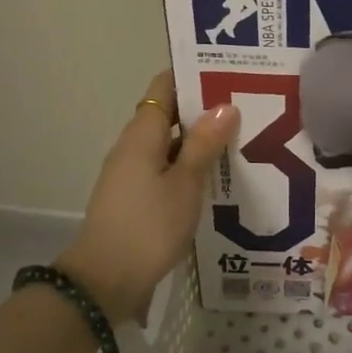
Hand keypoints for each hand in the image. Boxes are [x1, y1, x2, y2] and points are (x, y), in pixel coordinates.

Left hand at [55, 69, 239, 322]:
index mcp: (143, 133)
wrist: (104, 281)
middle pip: (170, 114)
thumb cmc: (148, 226)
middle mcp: (133, 145)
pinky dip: (189, 165)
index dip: (192, 74)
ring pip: (170, 143)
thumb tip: (224, 105)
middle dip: (204, 108)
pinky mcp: (135, 197)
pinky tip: (217, 176)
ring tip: (241, 137)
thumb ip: (204, 143)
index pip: (165, 87)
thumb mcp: (185, 183)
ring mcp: (131, 172)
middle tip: (247, 104)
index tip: (227, 70)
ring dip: (199, 140)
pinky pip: (165, 168)